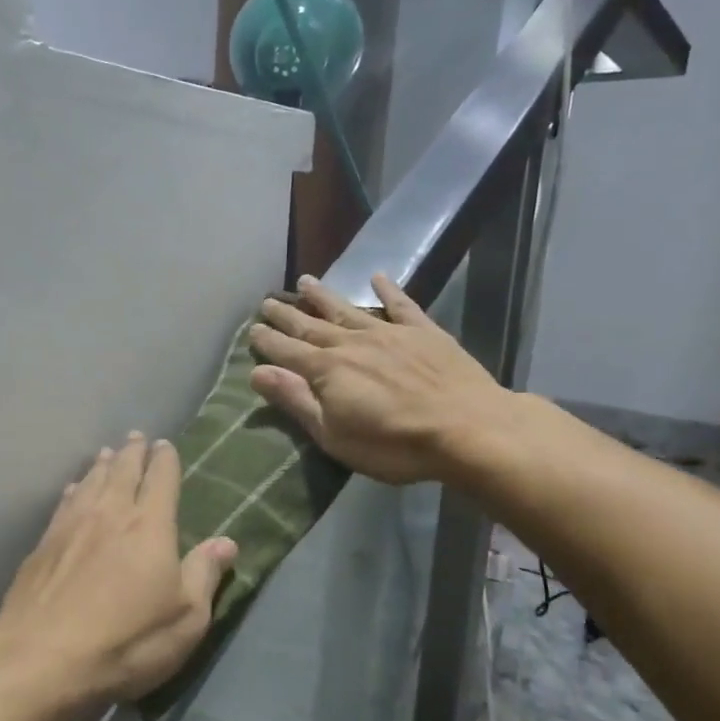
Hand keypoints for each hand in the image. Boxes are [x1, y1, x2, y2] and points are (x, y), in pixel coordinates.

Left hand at [0, 434, 237, 706]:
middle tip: (136, 436)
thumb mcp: (185, 619)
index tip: (164, 444)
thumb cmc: (127, 641)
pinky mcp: (42, 545)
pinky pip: (63, 504)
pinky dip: (73, 490)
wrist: (43, 659)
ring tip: (106, 452)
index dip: (165, 460)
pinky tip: (72, 489)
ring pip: (90, 482)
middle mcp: (110, 514)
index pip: (161, 480)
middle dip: (132, 452)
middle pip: (123, 471)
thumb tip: (227, 541)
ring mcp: (71, 526)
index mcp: (150, 526)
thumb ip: (204, 574)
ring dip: (101, 465)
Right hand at [249, 274, 512, 485]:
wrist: (467, 428)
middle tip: (267, 302)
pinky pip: (401, 305)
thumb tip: (257, 372)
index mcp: (327, 370)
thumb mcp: (333, 434)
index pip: (288, 352)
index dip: (268, 342)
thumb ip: (296, 401)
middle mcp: (352, 344)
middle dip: (287, 315)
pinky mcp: (424, 333)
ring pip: (348, 310)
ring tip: (305, 281)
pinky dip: (388, 290)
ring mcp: (389, 334)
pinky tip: (378, 277)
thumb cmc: (393, 444)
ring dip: (324, 296)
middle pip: (312, 326)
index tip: (252, 329)